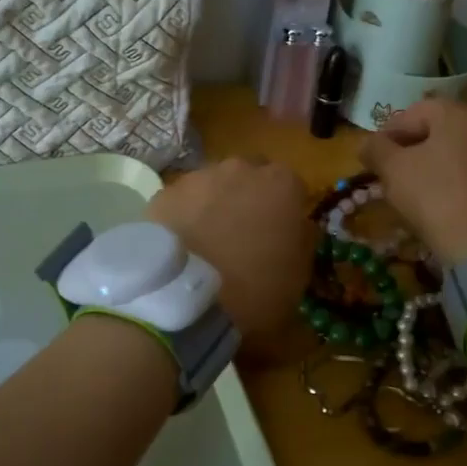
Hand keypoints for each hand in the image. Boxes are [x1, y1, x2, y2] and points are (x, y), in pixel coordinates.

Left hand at [146, 156, 309, 341]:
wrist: (187, 298)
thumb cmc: (256, 289)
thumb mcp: (298, 275)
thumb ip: (301, 240)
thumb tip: (297, 227)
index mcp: (282, 184)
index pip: (290, 186)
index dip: (285, 209)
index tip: (280, 232)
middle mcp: (240, 168)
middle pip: (249, 176)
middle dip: (248, 196)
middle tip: (243, 232)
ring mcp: (198, 177)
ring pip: (212, 184)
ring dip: (214, 203)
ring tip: (207, 240)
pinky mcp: (165, 192)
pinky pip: (182, 200)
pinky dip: (184, 215)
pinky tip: (182, 243)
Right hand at [359, 98, 466, 264]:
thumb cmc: (435, 197)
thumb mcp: (393, 170)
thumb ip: (375, 149)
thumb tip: (369, 144)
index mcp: (458, 115)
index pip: (413, 113)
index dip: (388, 133)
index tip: (375, 157)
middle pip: (440, 131)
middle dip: (415, 149)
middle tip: (395, 174)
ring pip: (461, 153)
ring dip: (439, 165)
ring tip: (422, 192)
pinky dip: (463, 183)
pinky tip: (451, 205)